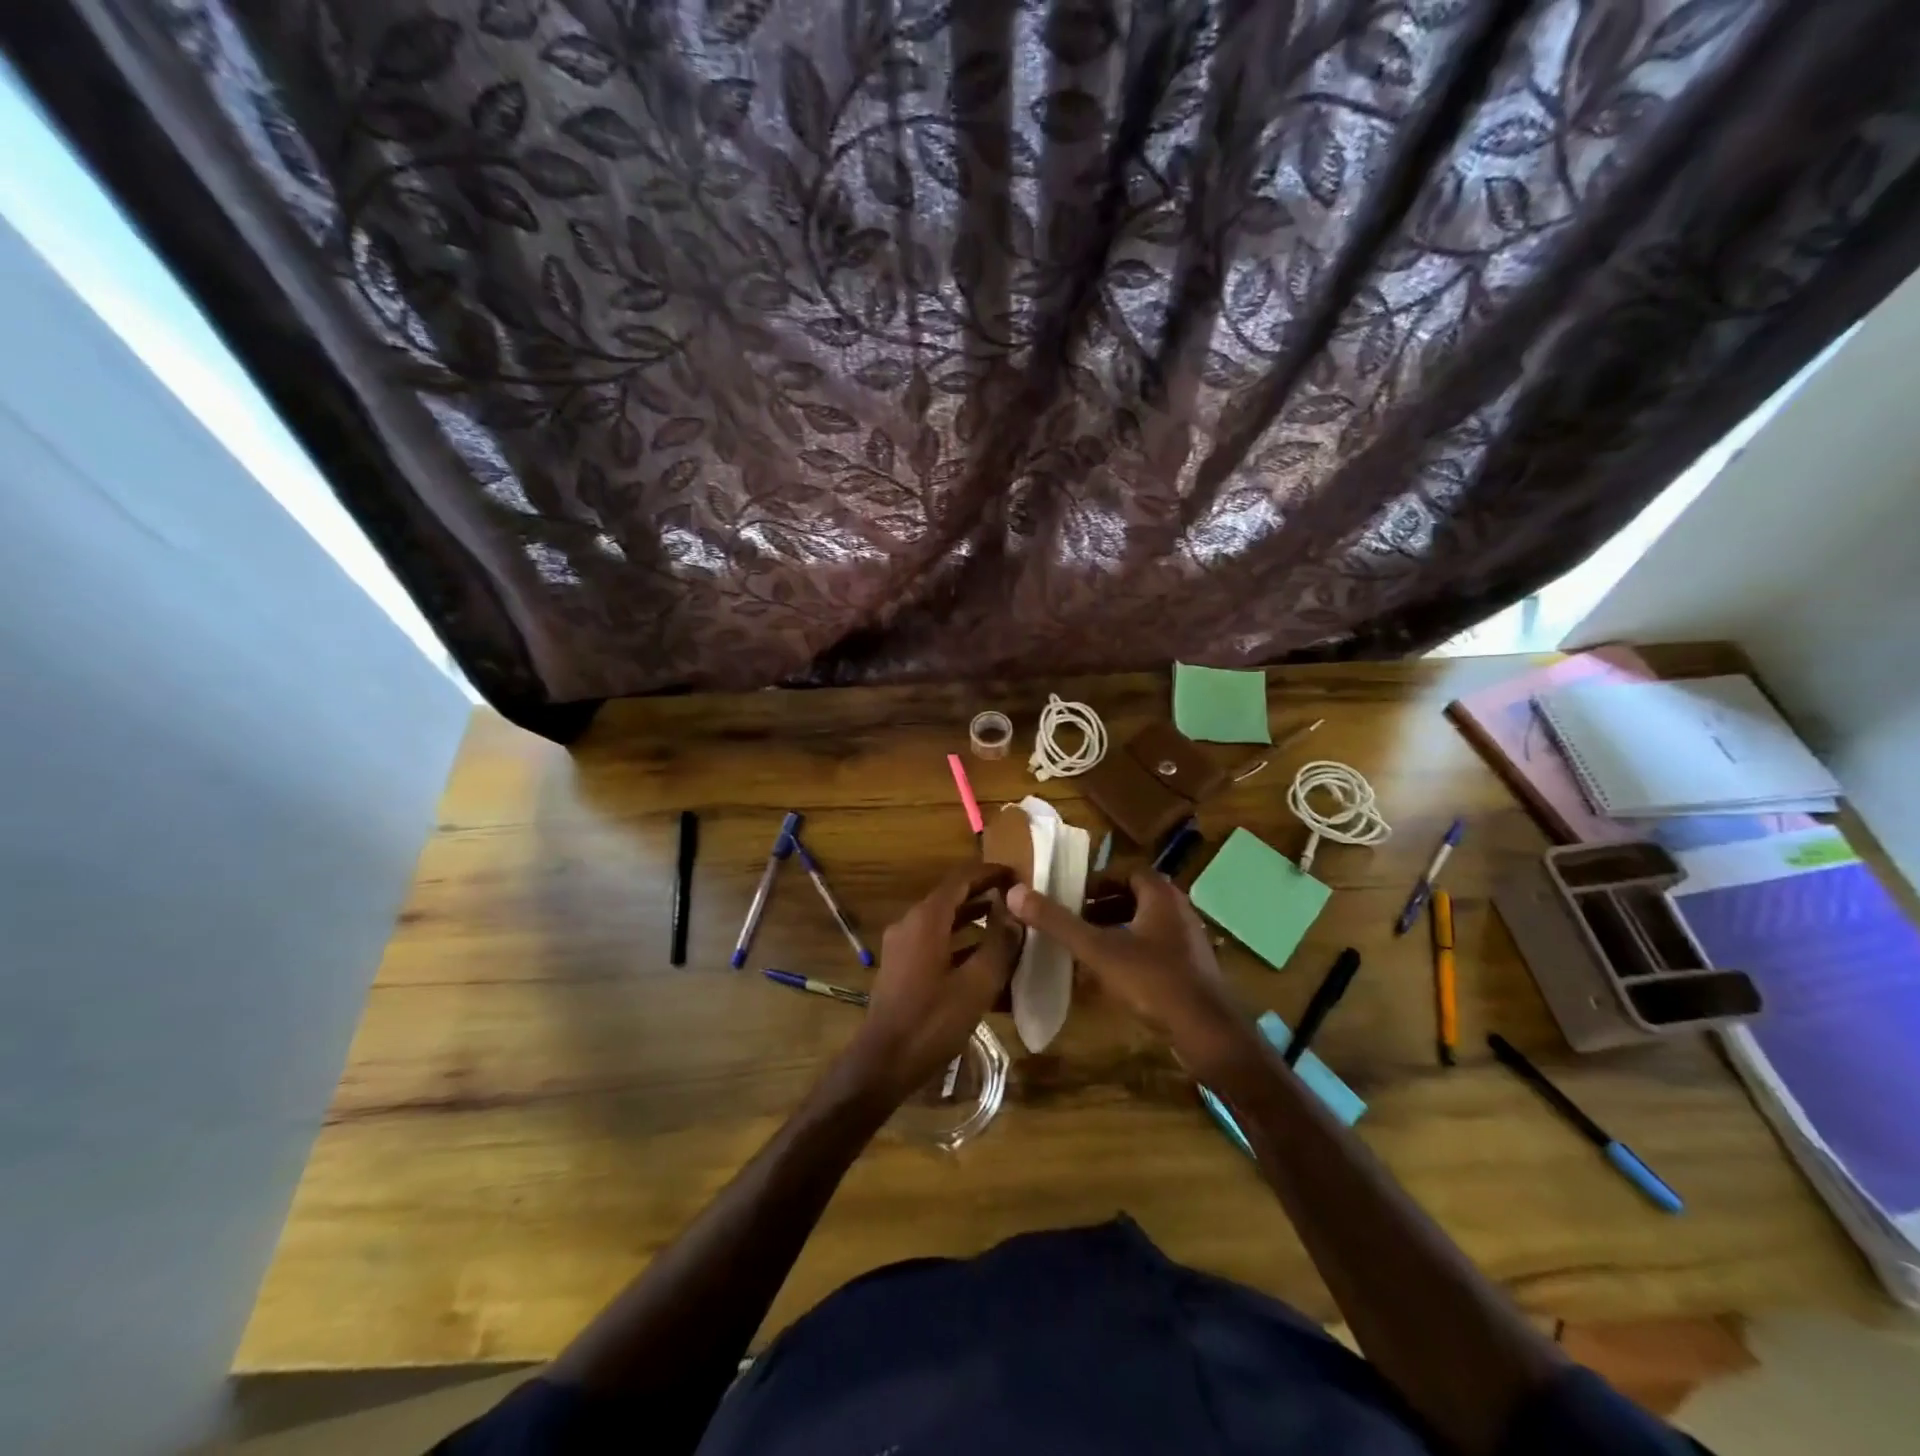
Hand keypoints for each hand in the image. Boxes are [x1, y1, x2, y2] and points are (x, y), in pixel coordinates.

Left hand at [839, 863, 1019, 1104]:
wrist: (884, 1061)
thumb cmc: (933, 1021)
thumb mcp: (977, 983)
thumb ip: (999, 944)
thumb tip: (1015, 913)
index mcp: (927, 919)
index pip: (961, 878)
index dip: (990, 873)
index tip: (1017, 875)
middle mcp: (910, 923)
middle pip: (952, 898)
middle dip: (984, 895)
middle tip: (1018, 901)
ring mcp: (902, 945)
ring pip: (944, 922)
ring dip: (974, 920)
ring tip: (1007, 927)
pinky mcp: (901, 966)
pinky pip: (935, 942)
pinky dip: (959, 943)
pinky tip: (984, 961)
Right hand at [1006, 872, 1244, 1058]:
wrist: (1209, 1033)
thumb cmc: (1153, 981)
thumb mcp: (1098, 950)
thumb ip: (1057, 922)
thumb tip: (1014, 892)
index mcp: (1160, 894)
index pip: (1124, 872)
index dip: (1095, 882)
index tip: (1069, 897)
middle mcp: (1178, 909)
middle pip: (1133, 897)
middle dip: (1101, 907)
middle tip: (1072, 921)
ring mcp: (1188, 940)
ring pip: (1144, 924)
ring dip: (1115, 930)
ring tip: (1084, 947)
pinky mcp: (1191, 968)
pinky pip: (1155, 948)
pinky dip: (1131, 952)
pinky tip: (1111, 976)